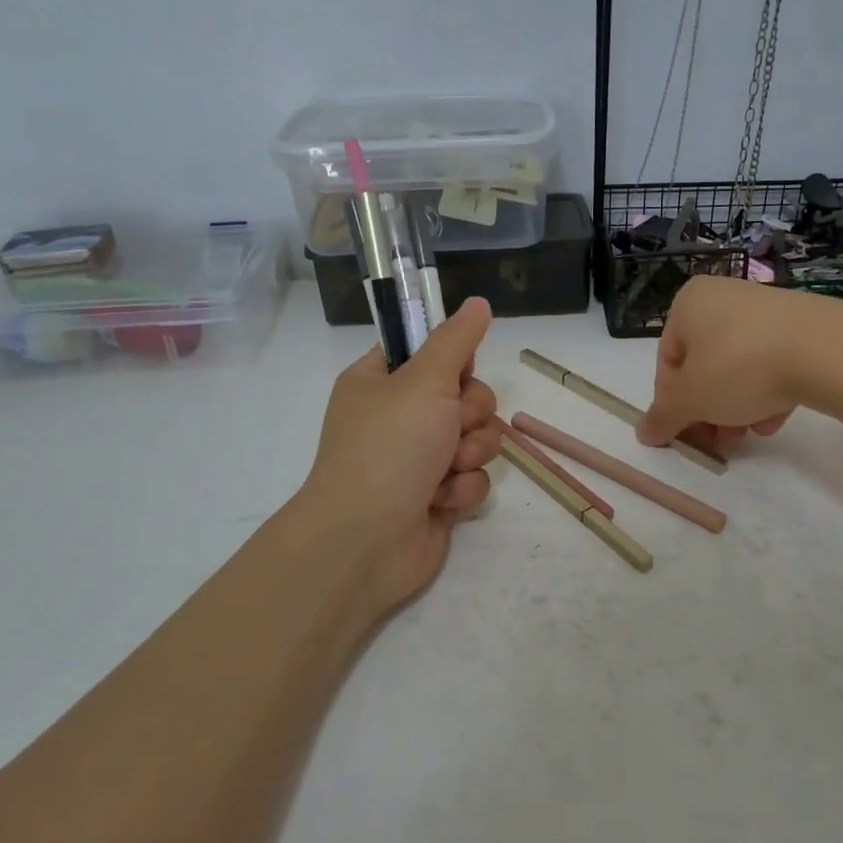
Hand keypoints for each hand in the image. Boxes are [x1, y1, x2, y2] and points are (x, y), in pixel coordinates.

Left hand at [295, 298, 502, 623]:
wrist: (365, 541)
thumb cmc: (389, 448)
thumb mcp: (424, 381)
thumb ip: (456, 341)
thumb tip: (477, 302)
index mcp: (380, 383)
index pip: (428, 352)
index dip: (452, 362)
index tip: (458, 373)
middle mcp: (399, 418)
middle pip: (465, 396)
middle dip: (470, 415)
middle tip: (451, 427)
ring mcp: (418, 459)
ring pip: (476, 439)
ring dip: (469, 454)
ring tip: (445, 470)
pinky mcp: (436, 496)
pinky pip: (472, 478)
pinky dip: (462, 489)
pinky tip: (440, 501)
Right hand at [635, 277, 842, 449]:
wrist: (826, 350)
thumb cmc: (739, 367)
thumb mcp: (691, 399)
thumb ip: (663, 417)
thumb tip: (643, 433)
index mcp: (689, 304)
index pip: (667, 361)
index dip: (672, 403)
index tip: (684, 433)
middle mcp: (724, 298)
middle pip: (704, 367)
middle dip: (709, 410)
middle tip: (717, 442)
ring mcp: (766, 309)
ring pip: (738, 369)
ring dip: (737, 408)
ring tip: (749, 435)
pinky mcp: (803, 326)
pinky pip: (773, 364)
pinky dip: (769, 393)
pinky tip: (776, 418)